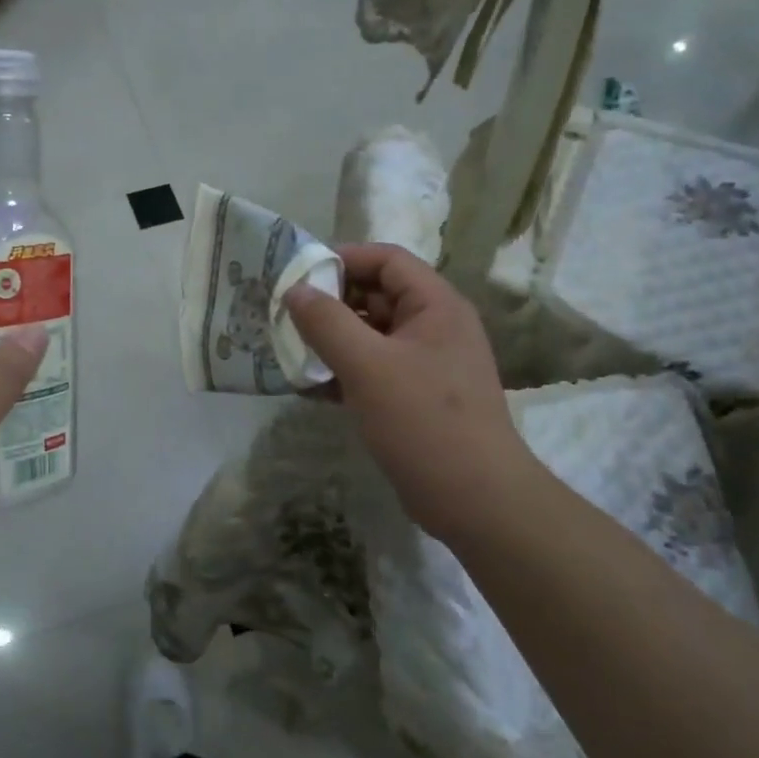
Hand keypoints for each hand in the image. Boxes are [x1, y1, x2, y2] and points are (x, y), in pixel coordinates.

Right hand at [285, 244, 543, 543]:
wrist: (474, 499)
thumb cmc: (423, 420)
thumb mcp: (367, 366)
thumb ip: (326, 322)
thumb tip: (295, 290)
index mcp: (435, 306)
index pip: (386, 260)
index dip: (343, 259)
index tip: (298, 275)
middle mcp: (434, 327)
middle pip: (376, 296)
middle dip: (330, 303)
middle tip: (284, 313)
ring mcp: (425, 364)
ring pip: (370, 336)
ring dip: (331, 339)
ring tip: (288, 349)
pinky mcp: (414, 397)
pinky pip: (372, 370)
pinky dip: (342, 372)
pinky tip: (308, 387)